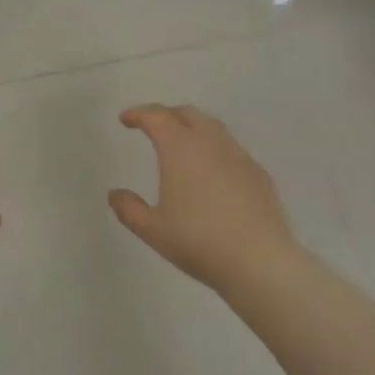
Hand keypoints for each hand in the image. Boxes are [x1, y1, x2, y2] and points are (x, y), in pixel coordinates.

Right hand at [109, 104, 299, 290]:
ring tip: (182, 146)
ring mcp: (239, 156)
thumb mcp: (152, 230)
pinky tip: (213, 173)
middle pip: (187, 114)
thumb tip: (115, 194)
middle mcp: (211, 143)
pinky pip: (232, 150)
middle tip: (153, 128)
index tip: (126, 119)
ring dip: (193, 128)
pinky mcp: (258, 173)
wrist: (258, 260)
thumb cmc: (197, 242)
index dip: (139, 114)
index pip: (157, 117)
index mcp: (180, 149)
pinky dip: (215, 150)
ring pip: (213, 128)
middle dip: (167, 115)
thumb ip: (129, 208)